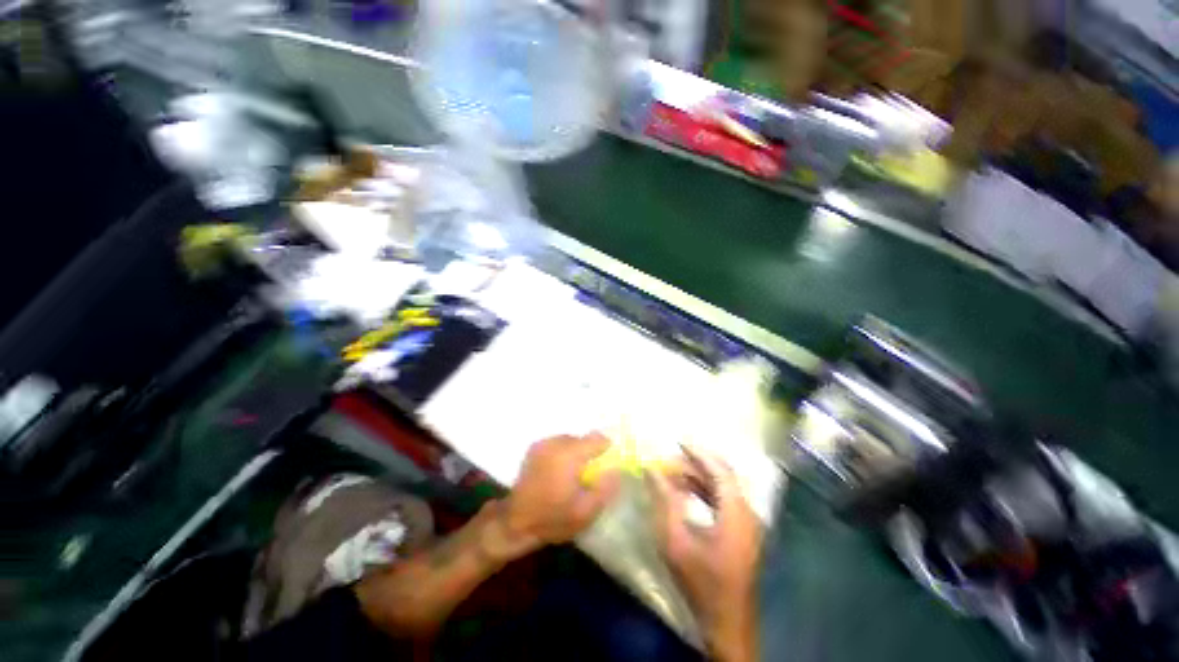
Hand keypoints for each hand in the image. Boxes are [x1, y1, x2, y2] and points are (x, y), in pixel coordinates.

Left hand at [504, 433, 620, 546]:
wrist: (515, 522)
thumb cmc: (552, 518)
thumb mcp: (586, 512)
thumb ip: (605, 488)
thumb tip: (616, 469)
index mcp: (570, 455)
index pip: (597, 439)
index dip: (606, 450)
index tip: (607, 464)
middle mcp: (556, 443)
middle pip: (583, 439)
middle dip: (590, 452)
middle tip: (589, 473)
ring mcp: (543, 443)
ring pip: (570, 440)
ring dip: (576, 452)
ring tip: (573, 473)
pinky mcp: (535, 448)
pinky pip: (557, 444)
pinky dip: (563, 453)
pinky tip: (559, 471)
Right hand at [648, 446, 761, 660]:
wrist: (726, 622)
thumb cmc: (701, 580)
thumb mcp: (676, 539)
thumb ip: (664, 499)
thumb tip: (651, 469)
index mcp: (736, 511)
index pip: (719, 469)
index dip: (698, 453)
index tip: (677, 442)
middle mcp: (746, 512)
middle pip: (722, 475)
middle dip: (695, 464)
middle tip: (669, 460)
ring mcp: (746, 523)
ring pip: (722, 488)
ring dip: (698, 478)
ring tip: (672, 474)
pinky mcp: (742, 532)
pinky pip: (722, 501)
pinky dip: (704, 492)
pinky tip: (685, 493)